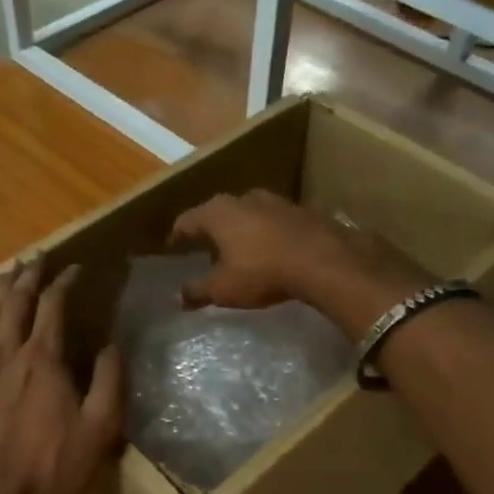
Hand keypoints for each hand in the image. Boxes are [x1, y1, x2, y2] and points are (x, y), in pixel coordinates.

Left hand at [0, 260, 123, 493]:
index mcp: (42, 360)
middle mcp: (4, 353)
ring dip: (0, 293)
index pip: (53, 304)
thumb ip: (110, 381)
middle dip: (29, 275)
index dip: (65, 281)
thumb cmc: (53, 470)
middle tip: (39, 260)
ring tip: (10, 278)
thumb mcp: (101, 430)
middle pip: (15, 301)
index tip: (76, 268)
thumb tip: (111, 344)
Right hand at [169, 190, 431, 336]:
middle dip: (209, 230)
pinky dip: (263, 233)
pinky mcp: (300, 210)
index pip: (186, 221)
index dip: (177, 235)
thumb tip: (180, 296)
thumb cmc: (261, 272)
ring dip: (238, 229)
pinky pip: (271, 221)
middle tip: (202, 247)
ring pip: (246, 213)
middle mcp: (242, 198)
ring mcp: (274, 200)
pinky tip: (267, 248)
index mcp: (217, 213)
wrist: (322, 261)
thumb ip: (198, 290)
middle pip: (216, 212)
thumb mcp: (223, 288)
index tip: (172, 246)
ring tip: (236, 248)